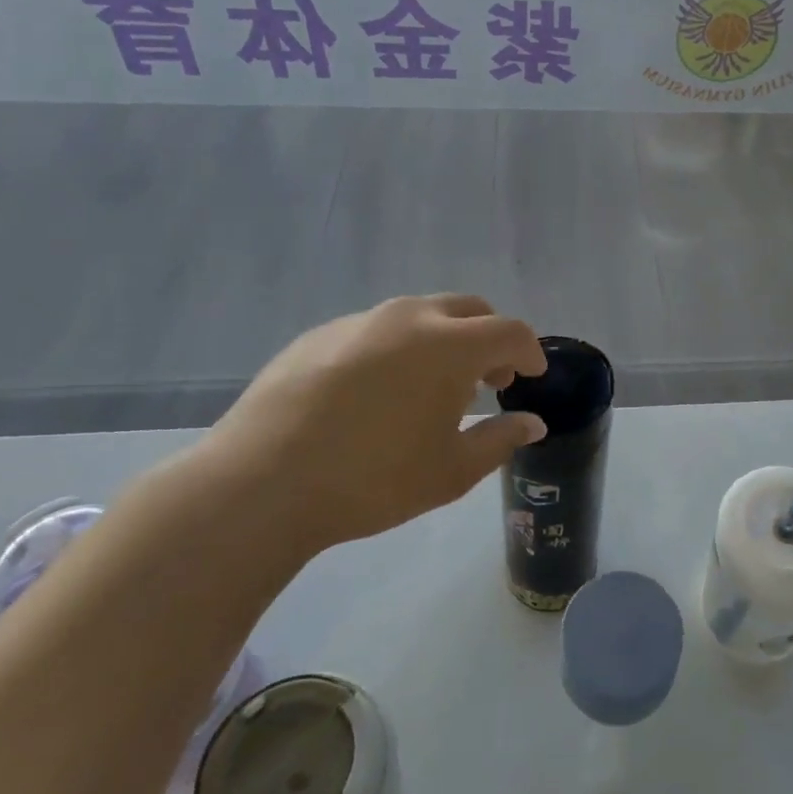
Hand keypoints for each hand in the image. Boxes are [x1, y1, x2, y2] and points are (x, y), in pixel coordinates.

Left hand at [199, 294, 548, 555]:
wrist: (260, 483)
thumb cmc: (372, 480)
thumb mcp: (451, 471)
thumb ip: (500, 440)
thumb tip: (532, 423)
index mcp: (449, 344)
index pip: (509, 332)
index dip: (530, 352)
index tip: (531, 376)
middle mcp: (409, 317)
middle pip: (468, 310)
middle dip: (489, 338)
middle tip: (489, 380)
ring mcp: (360, 321)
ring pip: (420, 316)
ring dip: (443, 341)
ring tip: (432, 389)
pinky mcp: (320, 334)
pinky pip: (377, 330)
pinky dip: (397, 350)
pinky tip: (376, 394)